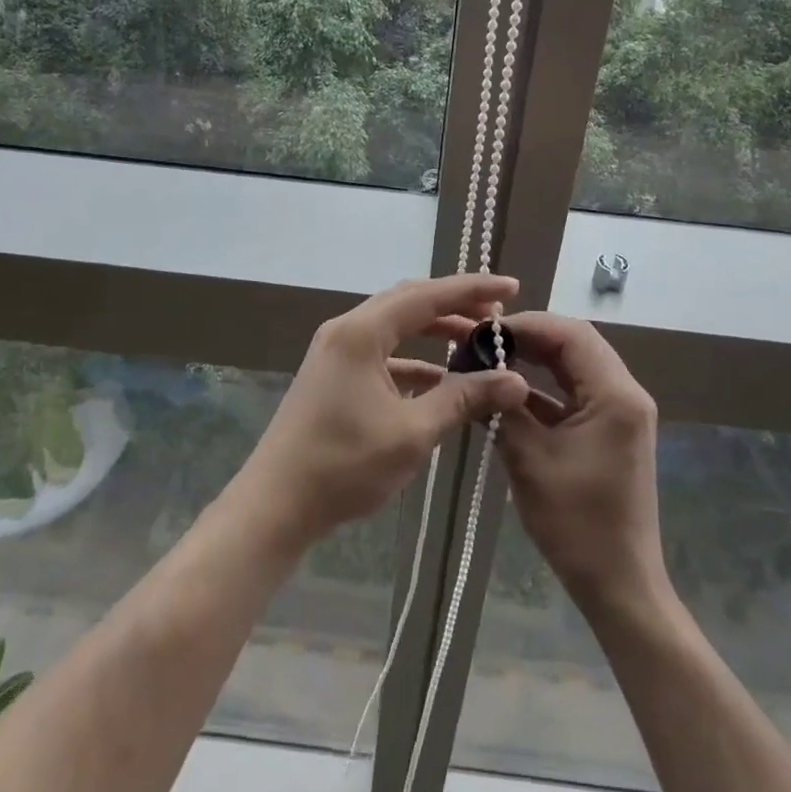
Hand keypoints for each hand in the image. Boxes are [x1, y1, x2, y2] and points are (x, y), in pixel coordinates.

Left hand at [233, 275, 531, 549]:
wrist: (275, 505)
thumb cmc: (344, 466)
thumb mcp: (412, 433)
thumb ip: (463, 399)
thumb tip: (515, 380)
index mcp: (362, 332)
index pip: (427, 295)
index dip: (472, 289)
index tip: (512, 287)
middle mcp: (347, 329)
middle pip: (409, 301)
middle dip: (455, 304)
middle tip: (497, 315)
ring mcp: (337, 351)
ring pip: (395, 325)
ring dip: (434, 330)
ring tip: (475, 341)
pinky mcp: (334, 374)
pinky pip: (382, 352)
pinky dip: (413, 358)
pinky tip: (439, 379)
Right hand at [493, 313, 669, 609]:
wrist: (618, 585)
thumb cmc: (577, 524)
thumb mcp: (530, 460)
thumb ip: (504, 408)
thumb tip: (475, 371)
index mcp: (615, 395)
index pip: (570, 334)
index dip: (527, 324)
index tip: (485, 330)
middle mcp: (624, 393)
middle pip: (575, 343)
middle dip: (528, 337)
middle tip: (483, 341)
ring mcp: (619, 412)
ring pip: (574, 365)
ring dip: (535, 359)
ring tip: (490, 359)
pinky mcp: (609, 430)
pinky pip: (574, 392)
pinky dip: (543, 387)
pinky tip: (508, 392)